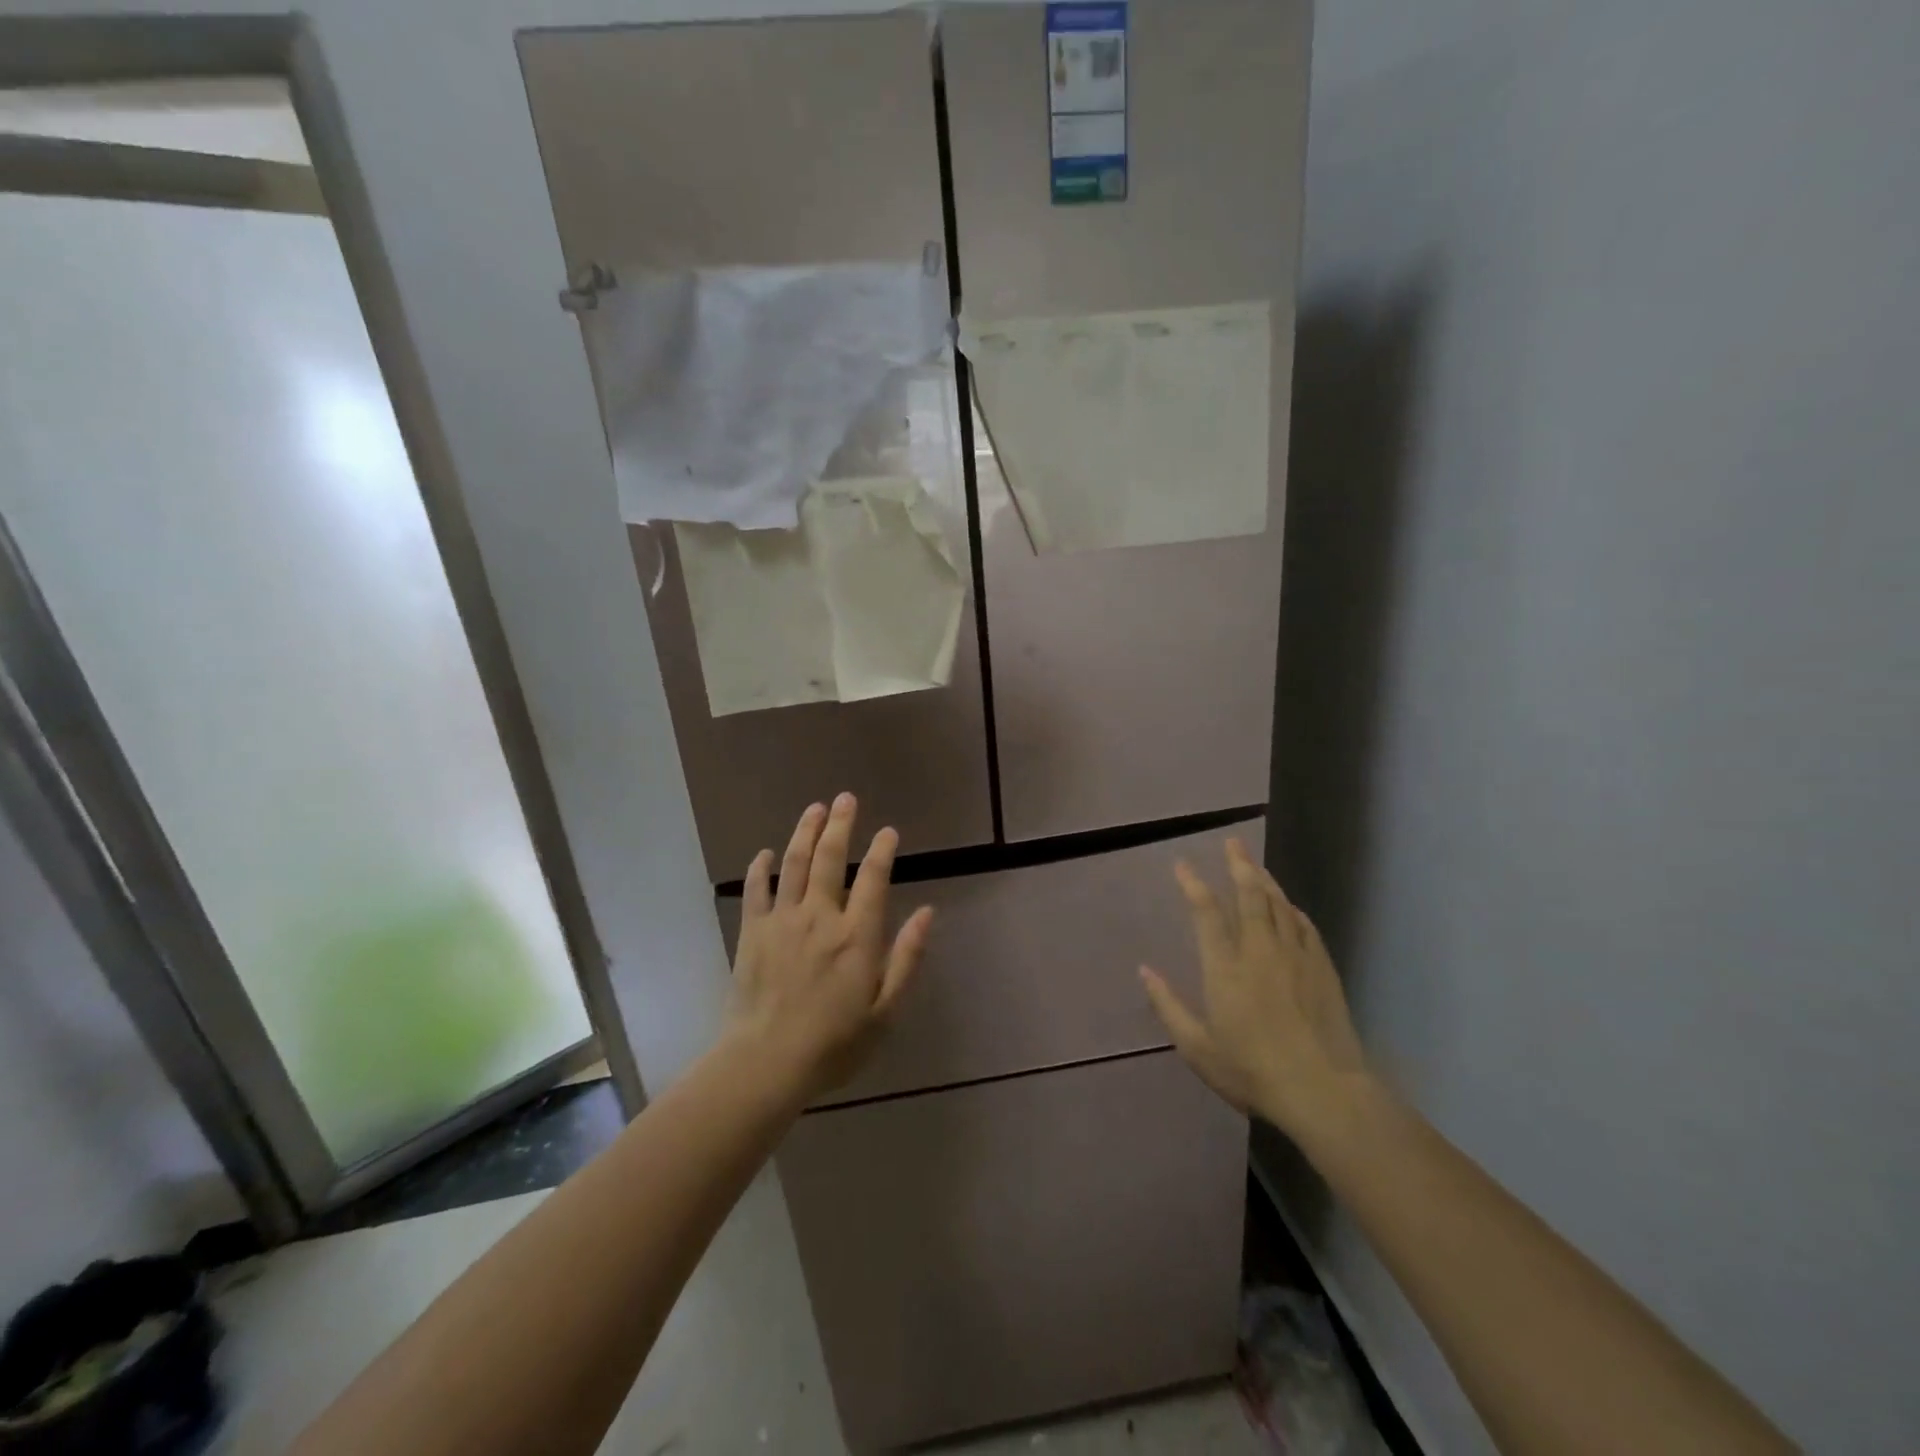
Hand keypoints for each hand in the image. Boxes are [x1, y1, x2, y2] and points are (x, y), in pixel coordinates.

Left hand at [724, 794, 933, 1098]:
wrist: (766, 1063)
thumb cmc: (834, 1043)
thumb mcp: (886, 1010)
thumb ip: (907, 958)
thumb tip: (928, 913)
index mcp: (857, 935)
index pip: (874, 878)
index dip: (882, 850)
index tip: (888, 831)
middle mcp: (821, 916)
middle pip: (831, 858)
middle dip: (840, 824)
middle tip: (845, 799)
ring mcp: (783, 921)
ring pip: (795, 864)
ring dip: (805, 833)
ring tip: (814, 809)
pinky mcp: (752, 933)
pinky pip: (756, 891)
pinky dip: (760, 869)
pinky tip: (765, 854)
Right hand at [1141, 838, 1375, 1139]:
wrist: (1323, 1092)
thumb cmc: (1252, 1071)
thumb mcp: (1197, 1048)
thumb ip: (1168, 1006)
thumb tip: (1143, 971)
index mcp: (1225, 968)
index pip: (1206, 914)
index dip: (1193, 885)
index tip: (1182, 865)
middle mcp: (1259, 952)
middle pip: (1249, 897)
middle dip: (1238, 866)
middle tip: (1232, 843)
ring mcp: (1295, 957)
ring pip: (1279, 905)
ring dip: (1265, 880)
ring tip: (1254, 864)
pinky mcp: (1321, 969)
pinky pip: (1304, 926)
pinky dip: (1292, 910)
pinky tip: (1288, 905)